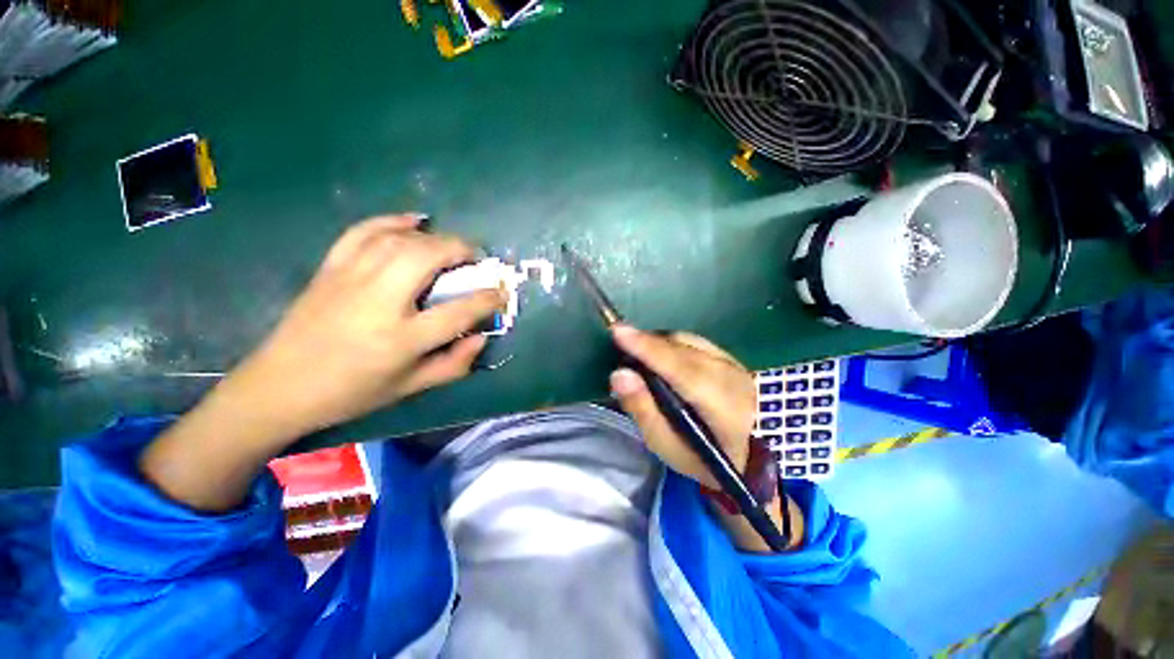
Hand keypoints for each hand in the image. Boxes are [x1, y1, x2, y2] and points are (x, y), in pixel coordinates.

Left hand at [224, 214, 503, 438]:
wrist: (280, 386)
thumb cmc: (352, 392)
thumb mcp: (411, 387)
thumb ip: (454, 364)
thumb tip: (482, 337)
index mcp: (401, 339)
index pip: (458, 311)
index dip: (488, 299)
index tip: (502, 292)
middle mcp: (378, 302)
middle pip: (427, 258)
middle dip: (460, 250)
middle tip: (475, 259)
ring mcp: (350, 280)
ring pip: (399, 240)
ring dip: (433, 237)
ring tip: (449, 247)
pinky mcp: (330, 268)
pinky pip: (363, 231)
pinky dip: (391, 220)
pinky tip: (413, 221)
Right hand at [608, 325, 756, 488]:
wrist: (755, 454)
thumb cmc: (703, 457)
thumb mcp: (668, 446)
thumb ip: (643, 409)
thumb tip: (619, 375)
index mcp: (718, 403)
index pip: (678, 367)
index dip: (647, 348)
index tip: (618, 331)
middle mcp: (728, 374)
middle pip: (680, 348)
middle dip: (646, 341)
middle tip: (619, 340)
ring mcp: (732, 362)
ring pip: (687, 340)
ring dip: (658, 341)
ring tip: (637, 348)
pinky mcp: (730, 357)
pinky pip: (694, 341)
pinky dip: (672, 342)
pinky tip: (661, 351)